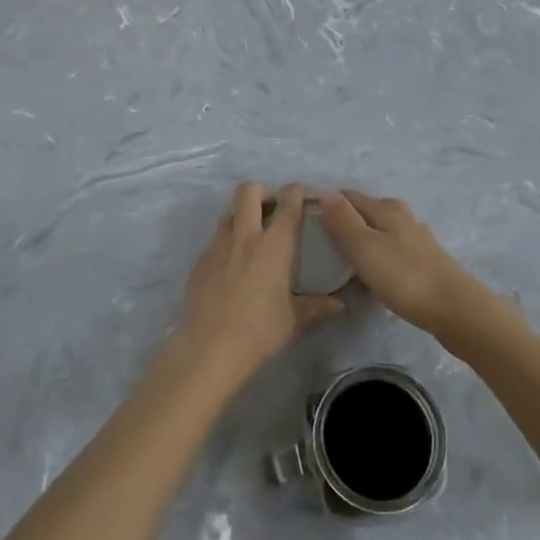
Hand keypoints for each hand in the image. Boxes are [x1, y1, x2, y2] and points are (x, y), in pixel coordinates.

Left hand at [177, 182, 345, 383]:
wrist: (209, 348)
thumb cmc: (260, 331)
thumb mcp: (295, 320)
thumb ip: (318, 306)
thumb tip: (340, 304)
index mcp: (275, 244)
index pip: (288, 200)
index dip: (297, 191)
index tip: (304, 197)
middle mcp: (245, 235)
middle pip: (248, 190)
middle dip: (262, 192)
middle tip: (272, 212)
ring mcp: (217, 246)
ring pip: (229, 213)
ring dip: (242, 217)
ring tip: (252, 241)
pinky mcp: (199, 261)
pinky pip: (215, 240)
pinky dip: (227, 244)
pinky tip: (232, 270)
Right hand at [318, 190, 495, 342]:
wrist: (455, 310)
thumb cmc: (404, 277)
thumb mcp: (364, 248)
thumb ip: (343, 221)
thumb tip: (323, 193)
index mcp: (386, 208)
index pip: (348, 196)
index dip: (328, 206)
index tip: (308, 224)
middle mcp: (402, 216)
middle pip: (366, 211)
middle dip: (345, 221)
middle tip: (323, 245)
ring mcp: (417, 238)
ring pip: (381, 230)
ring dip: (364, 239)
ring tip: (346, 260)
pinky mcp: (426, 260)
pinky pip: (393, 249)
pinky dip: (380, 255)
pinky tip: (376, 272)